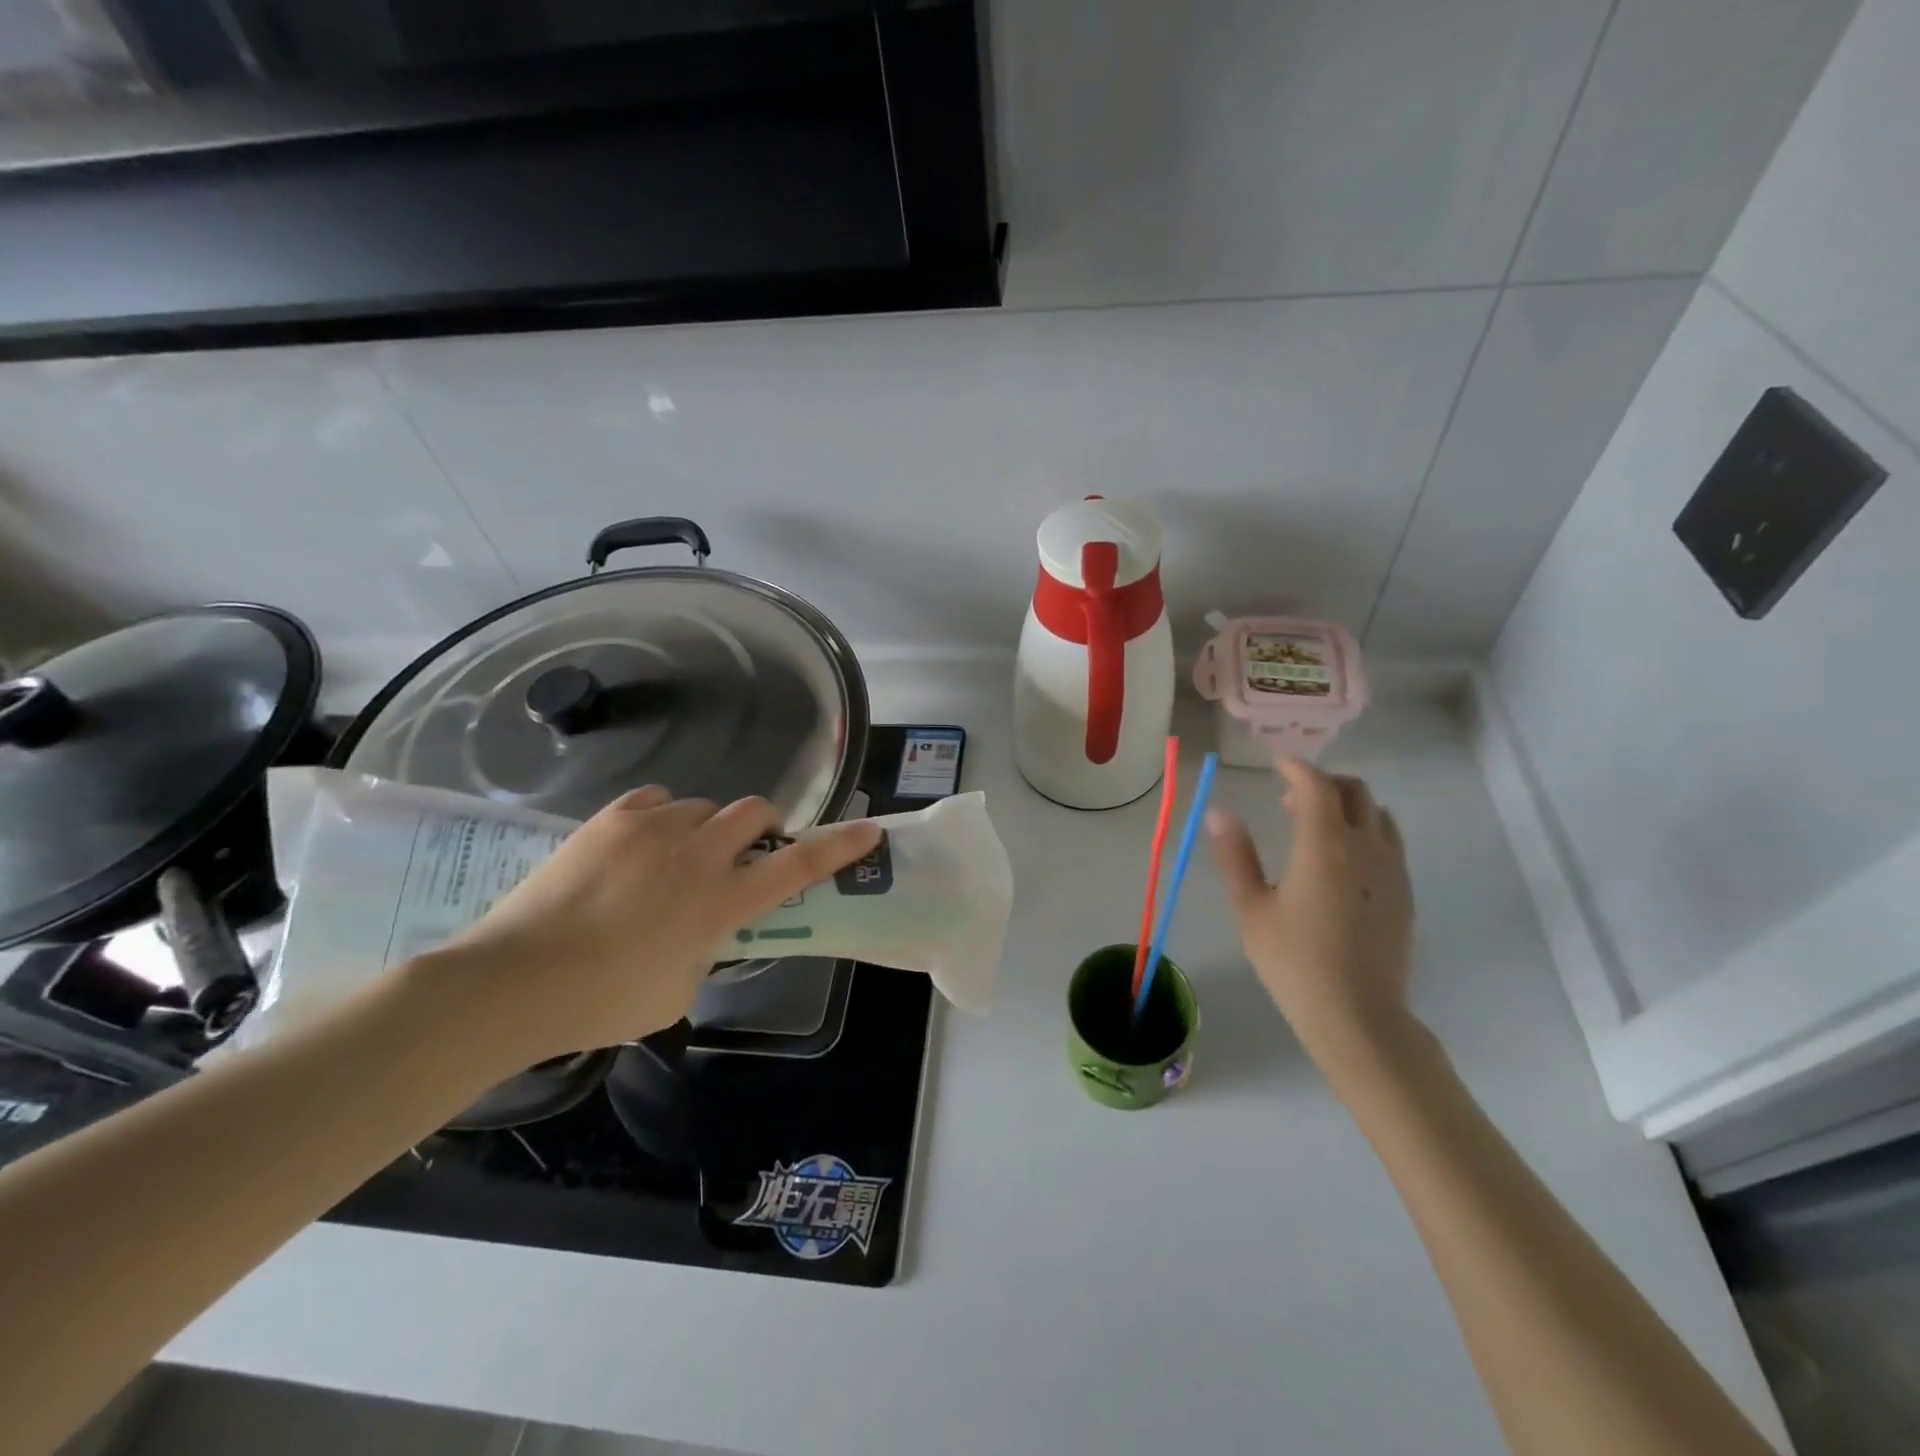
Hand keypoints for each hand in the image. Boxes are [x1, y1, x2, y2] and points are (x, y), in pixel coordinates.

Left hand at [416, 788, 881, 1069]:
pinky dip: (664, 817)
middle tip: (744, 854)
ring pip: (704, 806)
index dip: (838, 848)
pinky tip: (643, 843)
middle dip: (762, 828)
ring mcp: (653, 830)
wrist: (513, 981)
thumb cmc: (603, 1002)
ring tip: (676, 858)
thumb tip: (706, 930)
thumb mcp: (678, 991)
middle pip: (755, 813)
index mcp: (721, 904)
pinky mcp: (613, 819)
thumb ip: (707, 950)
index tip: (868, 832)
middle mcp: (696, 856)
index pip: (798, 868)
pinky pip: (658, 800)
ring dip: (706, 829)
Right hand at [1207, 759, 1416, 1075]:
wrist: (1359, 1017)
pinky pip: (1389, 841)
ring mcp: (1393, 869)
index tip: (1276, 766)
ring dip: (1347, 806)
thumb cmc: (1294, 962)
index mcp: (1325, 846)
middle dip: (1322, 783)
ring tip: (1316, 828)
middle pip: (1354, 791)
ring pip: (1377, 813)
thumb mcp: (1251, 909)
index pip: (1317, 785)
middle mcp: (1365, 847)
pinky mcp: (1405, 892)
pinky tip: (1342, 862)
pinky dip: (1365, 830)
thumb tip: (1219, 813)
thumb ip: (1236, 855)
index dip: (1296, 768)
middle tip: (1289, 802)